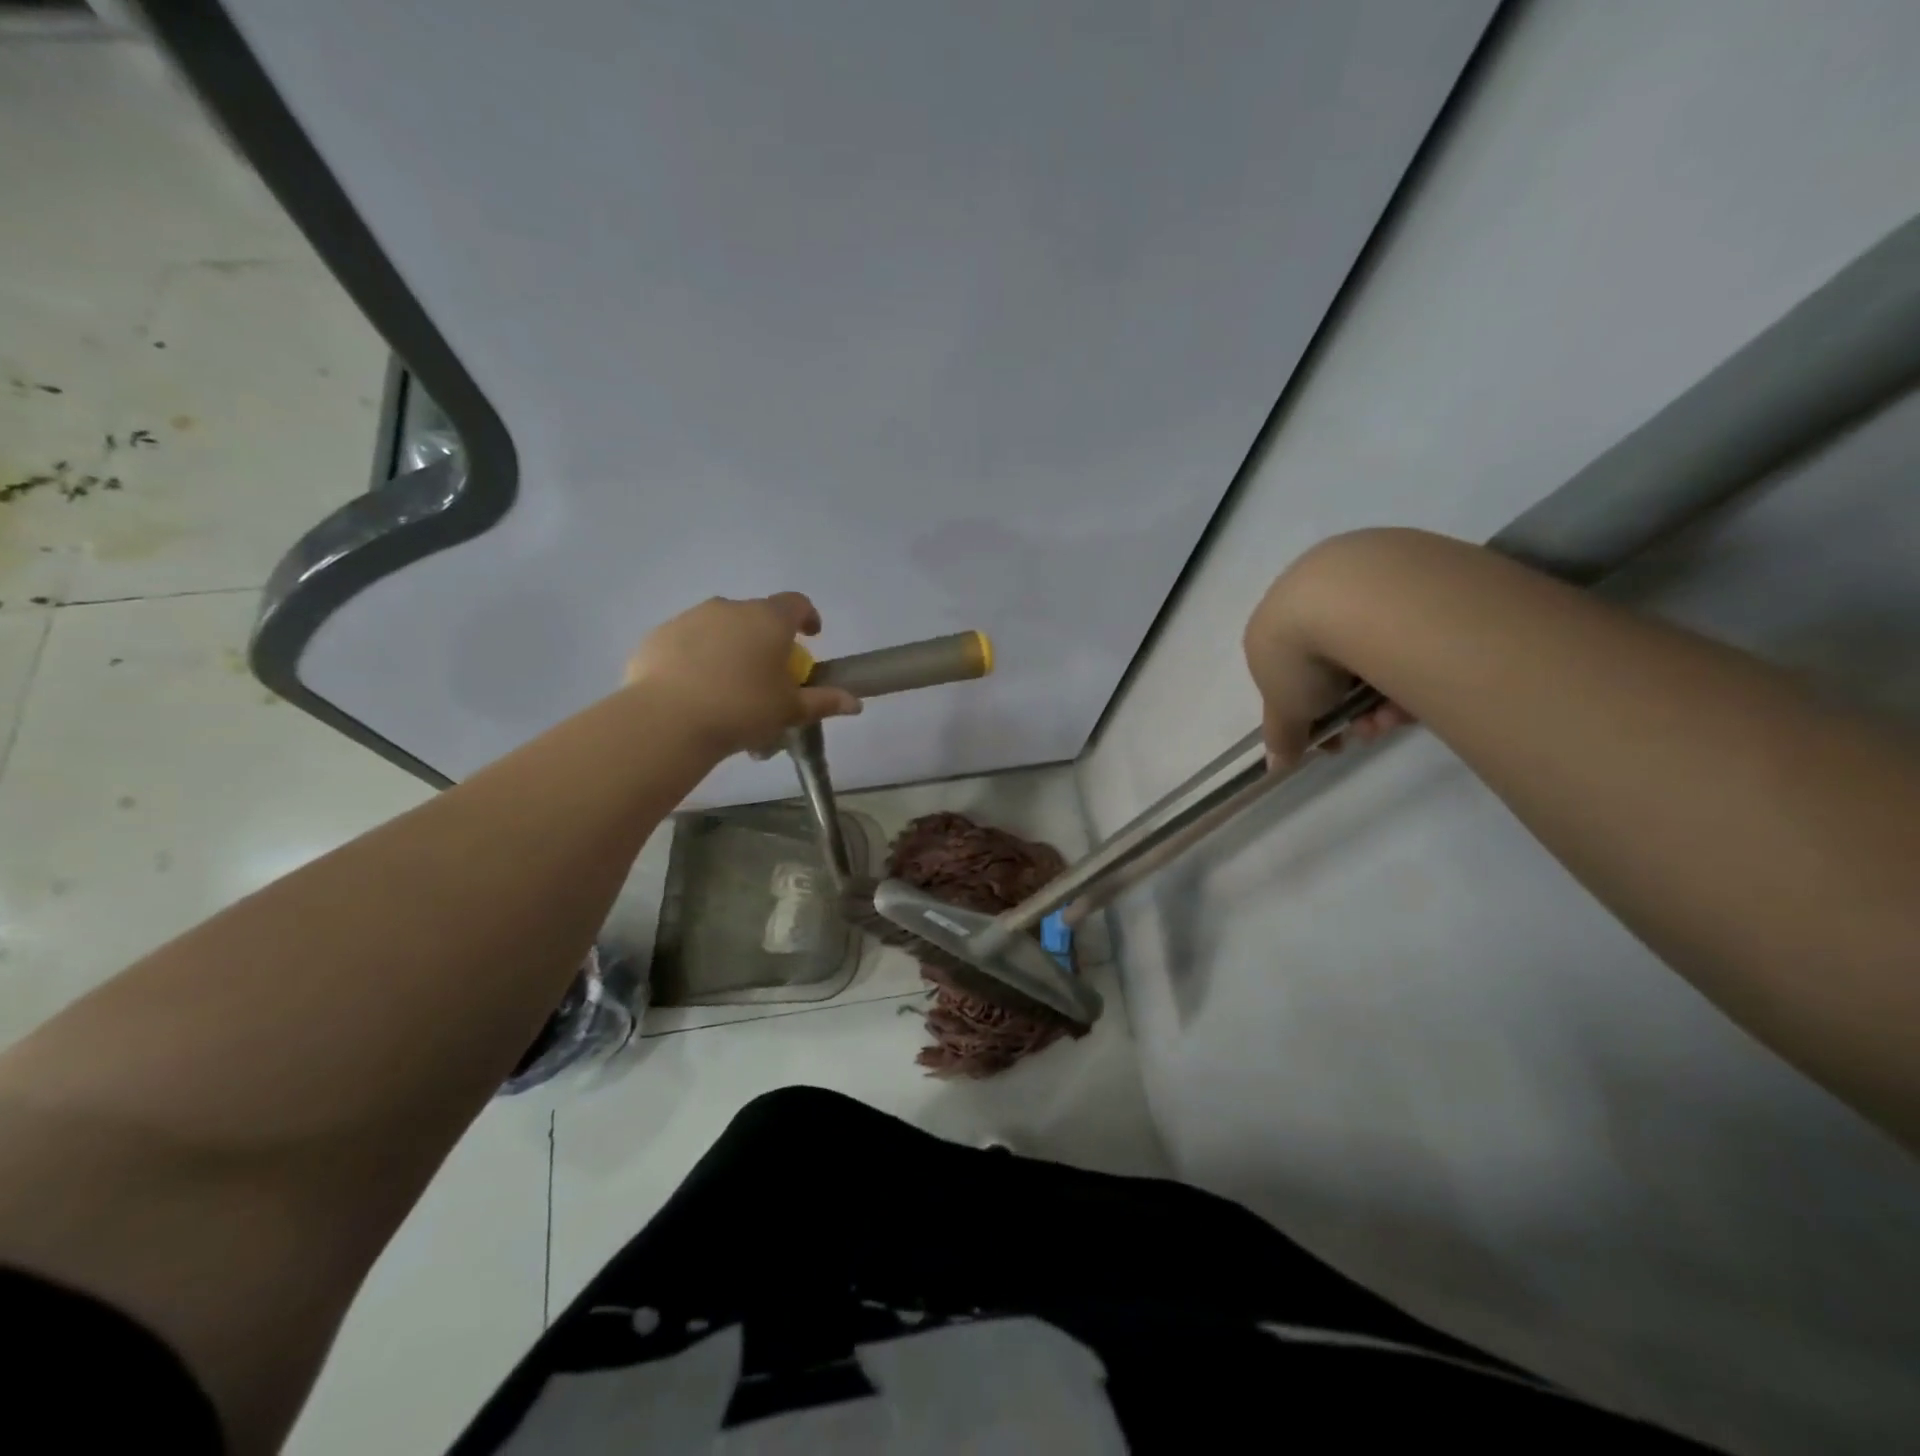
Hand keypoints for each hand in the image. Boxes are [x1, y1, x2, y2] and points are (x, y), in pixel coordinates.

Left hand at [625, 593, 861, 756]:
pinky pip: (687, 643)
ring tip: (728, 689)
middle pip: (756, 617)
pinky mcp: (659, 636)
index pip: (797, 603)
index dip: (808, 617)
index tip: (811, 636)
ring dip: (730, 648)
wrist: (668, 720)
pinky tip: (694, 692)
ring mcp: (690, 618)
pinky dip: (696, 659)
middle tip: (767, 676)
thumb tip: (856, 703)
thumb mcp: (789, 710)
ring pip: (720, 628)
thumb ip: (823, 701)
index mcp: (768, 620)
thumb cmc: (742, 709)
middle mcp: (730, 608)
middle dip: (766, 640)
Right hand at [1243, 552, 1411, 769]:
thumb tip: (1276, 766)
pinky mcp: (1410, 565)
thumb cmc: (1299, 652)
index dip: (1312, 709)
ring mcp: (1361, 577)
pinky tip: (1419, 684)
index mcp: (1275, 621)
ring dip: (1385, 694)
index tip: (1333, 736)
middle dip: (1355, 707)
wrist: (1350, 596)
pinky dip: (1413, 661)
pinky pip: (1411, 627)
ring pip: (1377, 647)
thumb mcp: (1284, 707)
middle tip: (1371, 730)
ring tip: (1396, 716)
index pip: (1293, 671)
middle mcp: (1313, 593)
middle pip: (1339, 662)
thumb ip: (1281, 735)